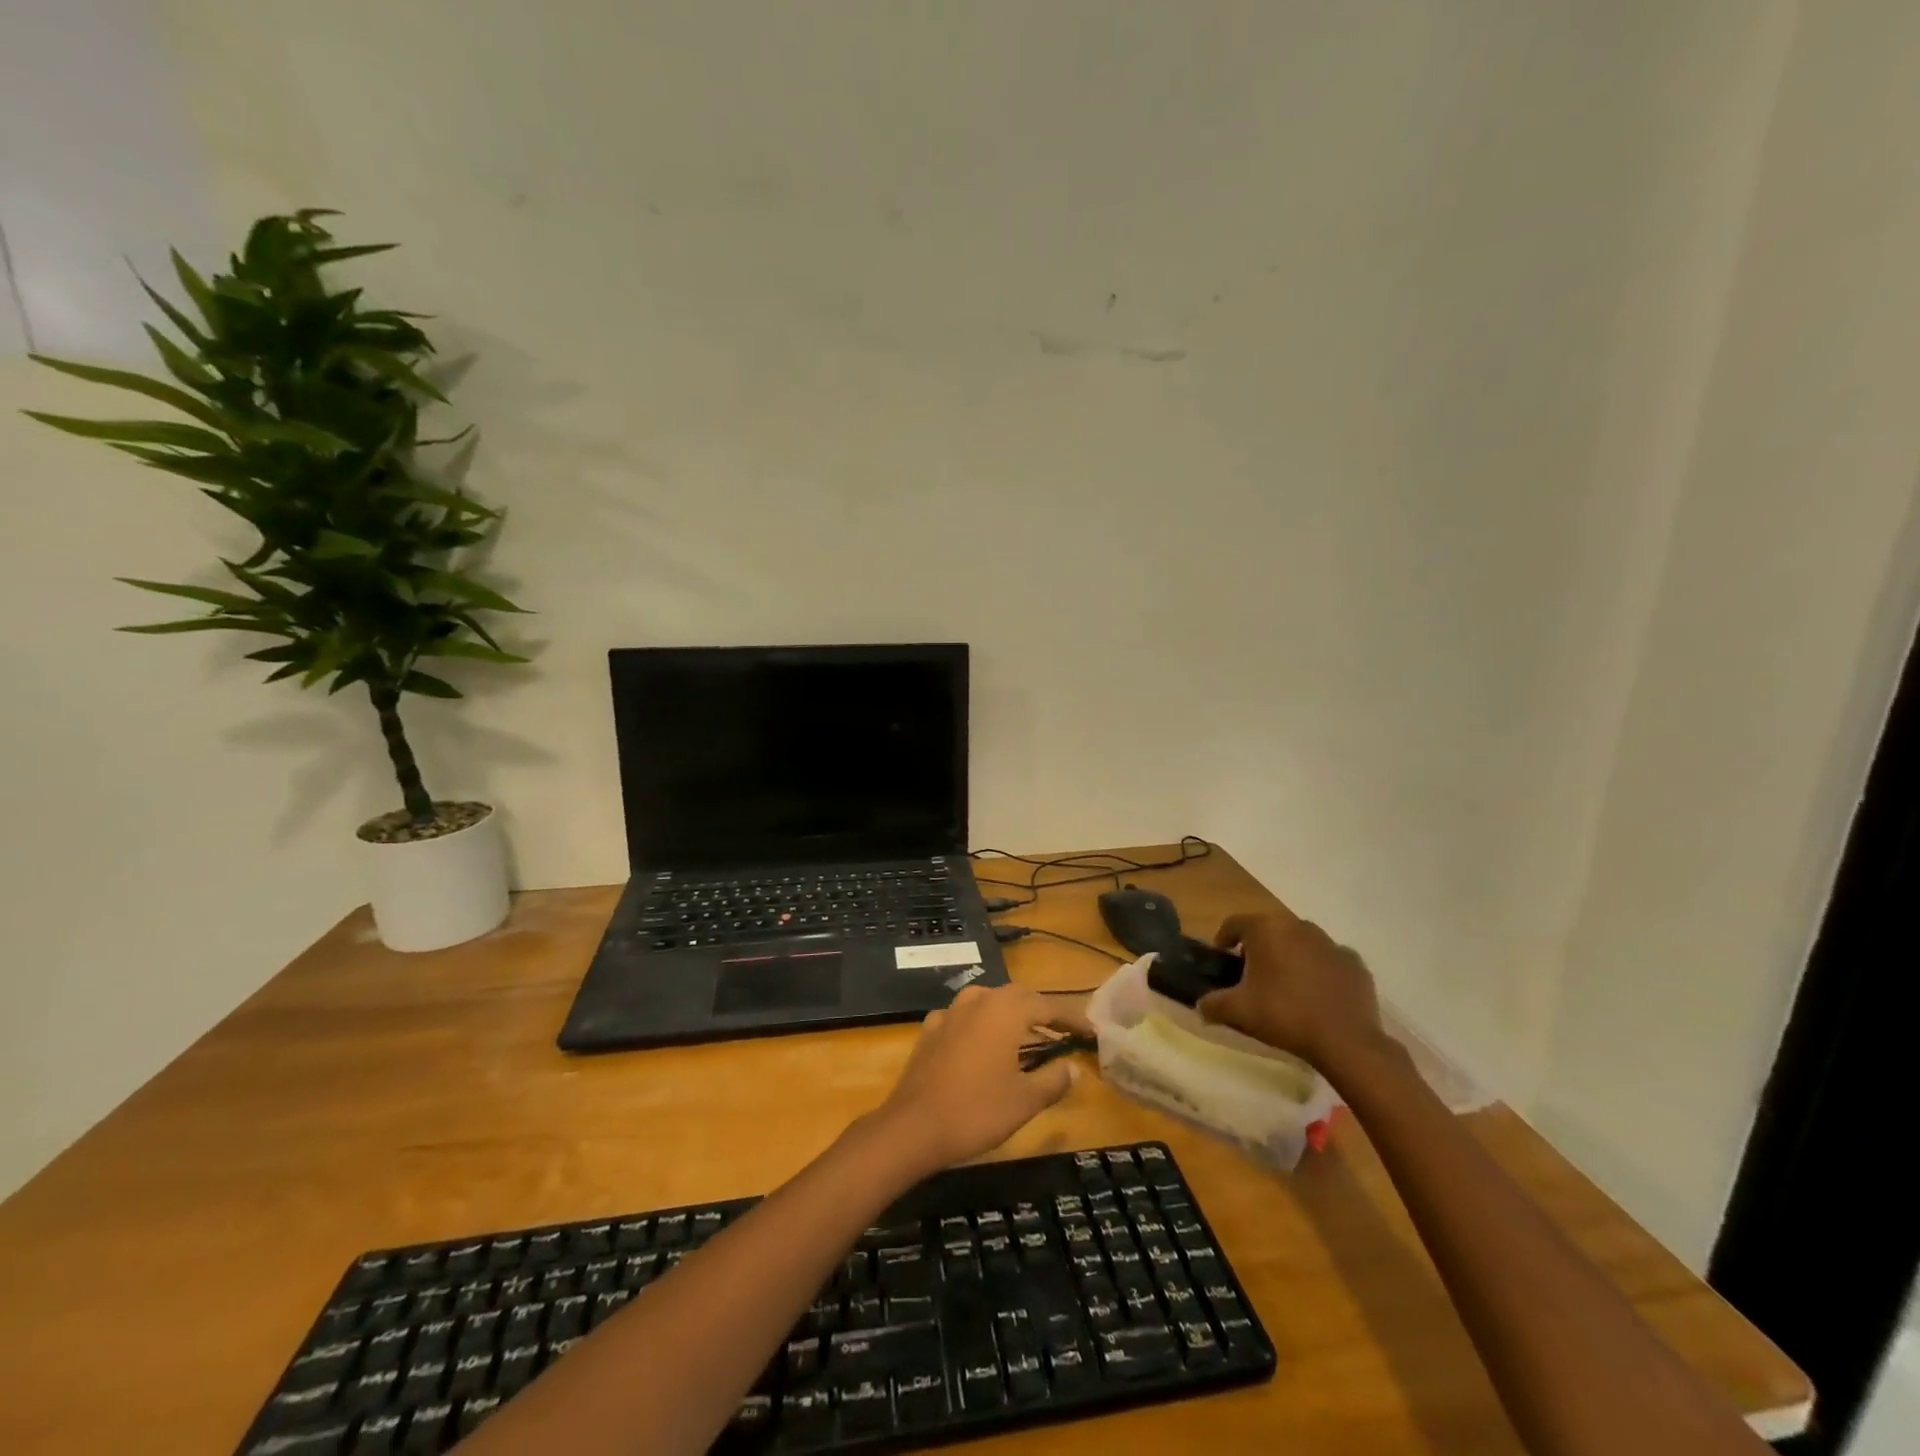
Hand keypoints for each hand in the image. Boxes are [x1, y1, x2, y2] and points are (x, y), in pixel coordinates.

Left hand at [871, 985, 1087, 1175]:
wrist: (913, 1126)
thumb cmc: (977, 1111)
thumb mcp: (1025, 1101)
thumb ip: (1053, 1079)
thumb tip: (1073, 1067)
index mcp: (1005, 1010)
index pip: (1047, 1006)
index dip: (1071, 1019)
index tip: (1090, 1032)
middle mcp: (978, 1000)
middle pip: (1017, 998)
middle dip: (1041, 1013)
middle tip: (1061, 1033)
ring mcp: (950, 1012)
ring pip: (989, 1004)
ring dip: (1010, 1017)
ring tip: (1026, 1039)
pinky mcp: (930, 1028)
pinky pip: (964, 1018)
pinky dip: (981, 1027)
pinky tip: (983, 1047)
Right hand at [1197, 906, 1390, 1072]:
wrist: (1345, 1041)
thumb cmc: (1284, 1015)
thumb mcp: (1238, 1011)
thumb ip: (1212, 1003)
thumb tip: (1201, 1005)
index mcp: (1267, 930)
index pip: (1235, 923)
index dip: (1224, 938)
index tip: (1222, 958)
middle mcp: (1298, 926)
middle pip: (1270, 930)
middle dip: (1259, 948)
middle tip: (1252, 975)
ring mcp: (1331, 943)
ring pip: (1301, 943)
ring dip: (1290, 956)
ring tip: (1286, 985)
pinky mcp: (1355, 963)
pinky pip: (1329, 960)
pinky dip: (1320, 971)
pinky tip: (1318, 995)